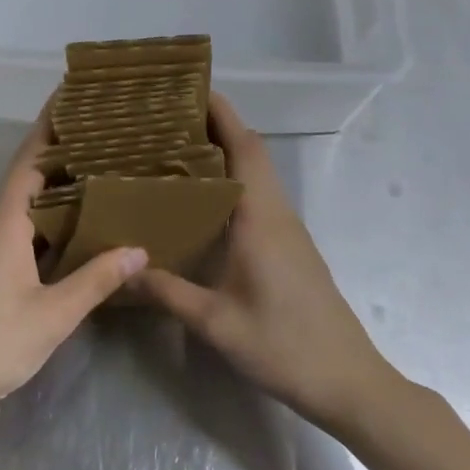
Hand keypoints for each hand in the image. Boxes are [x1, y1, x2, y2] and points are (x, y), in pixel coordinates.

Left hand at [0, 112, 147, 427]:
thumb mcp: (52, 314)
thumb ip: (95, 280)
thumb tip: (140, 249)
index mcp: (5, 220)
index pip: (31, 157)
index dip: (50, 123)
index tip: (73, 93)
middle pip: (29, 171)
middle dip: (60, 146)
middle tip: (103, 128)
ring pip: (26, 199)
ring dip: (56, 180)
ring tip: (98, 166)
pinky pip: (23, 222)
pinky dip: (50, 211)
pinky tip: (76, 222)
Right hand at [136, 93, 393, 429]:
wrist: (348, 381)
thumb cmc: (284, 346)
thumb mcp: (216, 322)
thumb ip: (168, 292)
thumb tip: (121, 269)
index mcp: (261, 217)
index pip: (244, 147)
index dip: (222, 114)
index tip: (192, 88)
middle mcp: (277, 212)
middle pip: (250, 152)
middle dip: (216, 126)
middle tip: (169, 117)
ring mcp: (288, 229)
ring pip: (256, 174)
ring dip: (225, 152)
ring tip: (177, 149)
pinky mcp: (290, 247)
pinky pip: (258, 196)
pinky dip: (233, 180)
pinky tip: (203, 200)